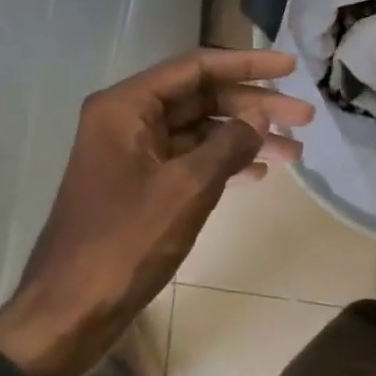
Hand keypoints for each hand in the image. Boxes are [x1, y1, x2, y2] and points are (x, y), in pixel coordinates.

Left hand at [0, 49, 313, 375]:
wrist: (70, 311)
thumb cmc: (125, 242)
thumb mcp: (187, 189)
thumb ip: (229, 144)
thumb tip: (262, 115)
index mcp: (127, 108)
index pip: (196, 68)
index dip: (248, 64)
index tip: (292, 66)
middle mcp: (128, 121)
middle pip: (202, 98)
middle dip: (255, 106)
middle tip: (305, 116)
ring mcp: (134, 155)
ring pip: (201, 131)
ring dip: (247, 138)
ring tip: (296, 151)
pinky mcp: (141, 186)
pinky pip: (191, 160)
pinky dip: (225, 163)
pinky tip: (260, 173)